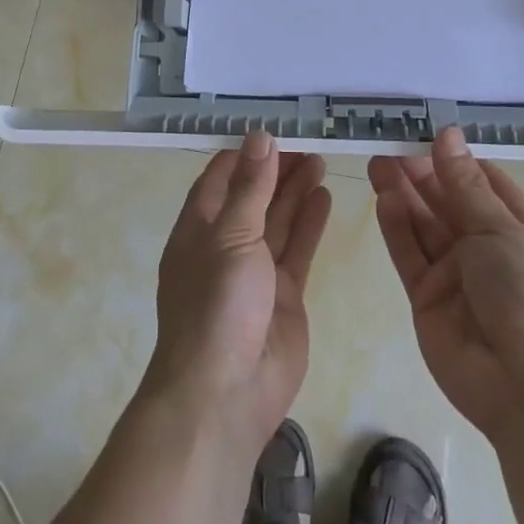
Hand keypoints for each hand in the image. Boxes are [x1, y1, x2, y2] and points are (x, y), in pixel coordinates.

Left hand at [149, 133, 331, 447]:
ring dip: (296, 191)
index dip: (245, 155)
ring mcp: (256, 271)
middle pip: (253, 197)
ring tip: (320, 159)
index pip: (220, 179)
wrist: (226, 393)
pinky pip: (297, 249)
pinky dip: (310, 223)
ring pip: (278, 220)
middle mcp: (225, 245)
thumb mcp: (230, 236)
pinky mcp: (284, 294)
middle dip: (276, 170)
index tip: (273, 131)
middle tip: (308, 142)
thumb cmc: (216, 305)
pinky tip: (325, 196)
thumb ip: (250, 188)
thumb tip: (259, 137)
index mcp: (198, 229)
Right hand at [370, 127, 523, 447]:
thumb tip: (448, 134)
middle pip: (447, 202)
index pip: (483, 183)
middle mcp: (484, 248)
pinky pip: (409, 256)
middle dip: (421, 174)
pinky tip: (383, 200)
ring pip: (423, 225)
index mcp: (516, 229)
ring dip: (402, 195)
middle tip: (389, 145)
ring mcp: (454, 275)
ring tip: (377, 164)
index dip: (455, 159)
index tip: (425, 133)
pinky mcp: (427, 299)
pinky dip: (396, 228)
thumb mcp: (502, 231)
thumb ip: (465, 185)